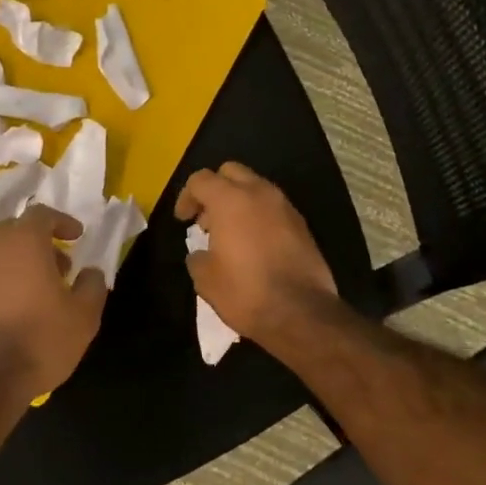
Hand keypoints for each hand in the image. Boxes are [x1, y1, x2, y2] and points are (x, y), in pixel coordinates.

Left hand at [0, 206, 107, 404]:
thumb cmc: (40, 339)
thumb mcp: (83, 316)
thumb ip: (92, 286)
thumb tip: (91, 272)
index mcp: (23, 243)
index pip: (40, 214)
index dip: (62, 222)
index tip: (77, 237)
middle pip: (15, 231)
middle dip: (40, 242)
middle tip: (60, 266)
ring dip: (21, 264)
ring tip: (42, 293)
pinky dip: (4, 285)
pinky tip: (18, 313)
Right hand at [175, 162, 338, 346]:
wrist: (300, 312)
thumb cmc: (245, 291)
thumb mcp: (205, 278)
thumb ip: (197, 256)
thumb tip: (202, 253)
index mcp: (230, 200)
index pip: (201, 179)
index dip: (186, 197)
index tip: (183, 220)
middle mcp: (260, 193)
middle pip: (231, 172)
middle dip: (215, 189)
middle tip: (206, 219)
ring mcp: (285, 207)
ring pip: (256, 187)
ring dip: (239, 202)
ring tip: (230, 234)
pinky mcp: (302, 224)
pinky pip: (273, 208)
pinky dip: (259, 216)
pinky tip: (254, 245)